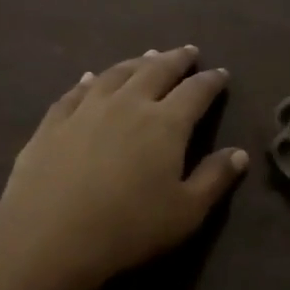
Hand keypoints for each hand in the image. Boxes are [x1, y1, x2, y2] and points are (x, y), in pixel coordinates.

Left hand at [0, 46, 247, 289]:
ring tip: (148, 56)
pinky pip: (76, 91)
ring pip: (116, 73)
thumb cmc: (129, 227)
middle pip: (156, 71)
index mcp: (166, 123)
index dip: (211, 81)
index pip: (196, 92)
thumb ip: (215, 178)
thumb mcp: (186, 211)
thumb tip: (240, 153)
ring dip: (137, 62)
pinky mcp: (53, 123)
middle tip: (188, 51)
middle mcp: (128, 104)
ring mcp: (87, 109)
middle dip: (176, 59)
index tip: (221, 74)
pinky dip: (90, 80)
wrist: (49, 237)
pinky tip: (91, 78)